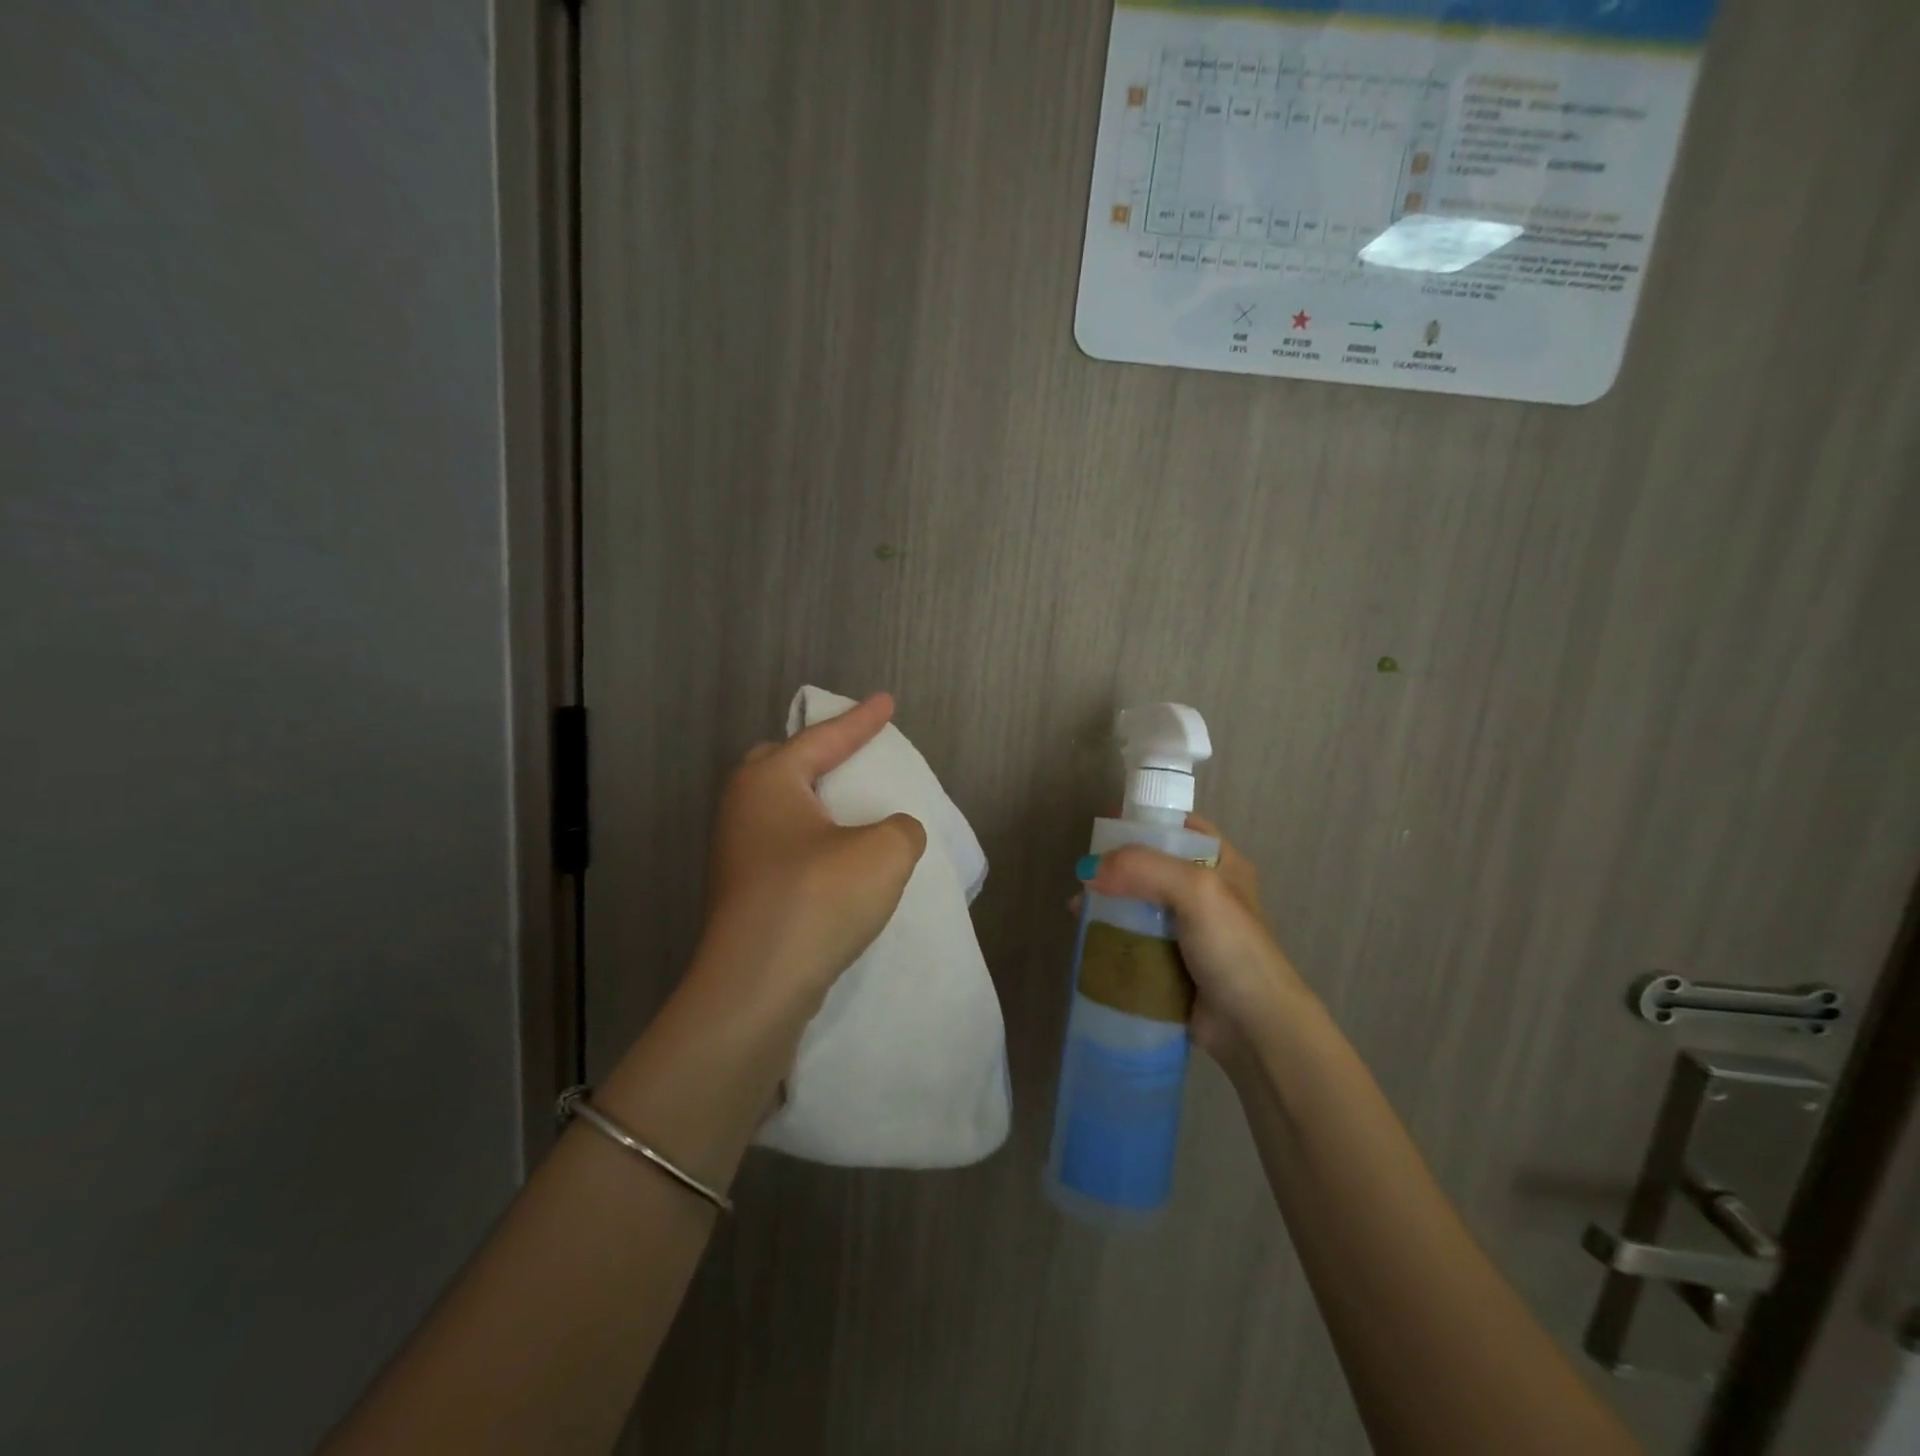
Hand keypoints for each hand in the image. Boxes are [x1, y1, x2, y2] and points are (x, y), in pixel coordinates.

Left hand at [700, 693, 927, 1007]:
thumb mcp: (884, 852)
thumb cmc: (817, 899)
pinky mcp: (742, 894)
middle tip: (851, 757)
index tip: (887, 702)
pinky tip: (839, 865)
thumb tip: (891, 834)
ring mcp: (736, 855)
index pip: (823, 738)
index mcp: (769, 781)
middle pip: (782, 765)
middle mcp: (743, 810)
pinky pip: (784, 848)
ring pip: (781, 811)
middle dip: (819, 757)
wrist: (755, 988)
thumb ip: (901, 829)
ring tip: (853, 813)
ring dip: (817, 807)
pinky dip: (814, 844)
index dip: (862, 721)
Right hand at [1085, 816, 1313, 1066]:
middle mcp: (1204, 892)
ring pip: (1137, 904)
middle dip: (1115, 868)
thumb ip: (1142, 867)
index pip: (1179, 827)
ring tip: (1078, 910)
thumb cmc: (1232, 947)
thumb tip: (1088, 870)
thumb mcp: (1196, 890)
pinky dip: (1111, 937)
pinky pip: (1133, 940)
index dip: (1144, 821)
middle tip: (1084, 875)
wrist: (1253, 1026)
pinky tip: (1087, 939)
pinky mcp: (1170, 962)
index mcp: (1221, 864)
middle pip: (1150, 866)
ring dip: (1108, 904)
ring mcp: (1187, 930)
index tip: (1105, 825)